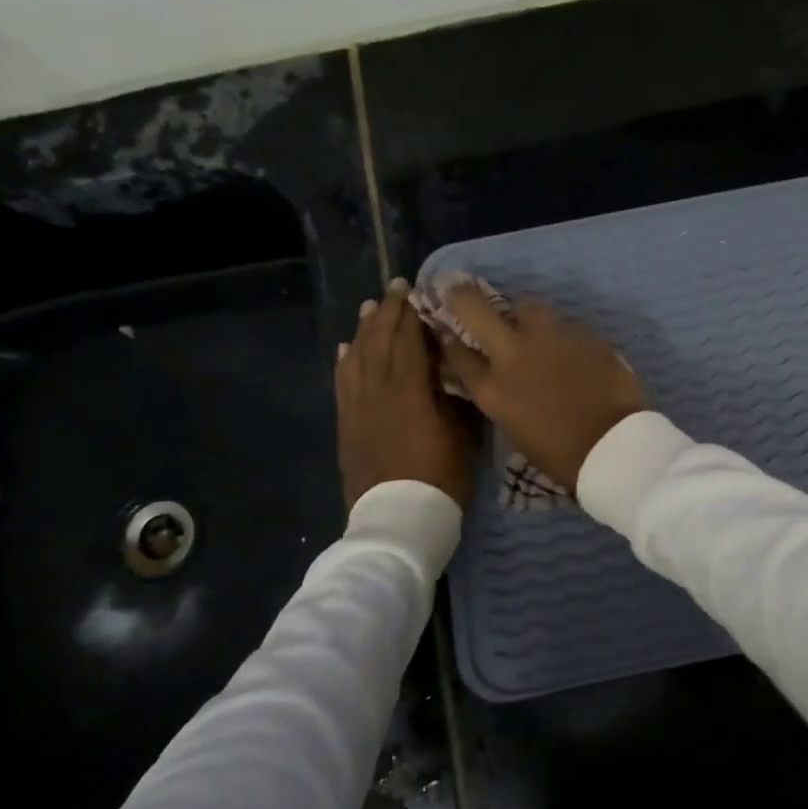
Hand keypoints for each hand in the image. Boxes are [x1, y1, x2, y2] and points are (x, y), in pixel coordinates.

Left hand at [335, 279, 476, 511]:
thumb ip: (456, 396)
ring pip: (357, 358)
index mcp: (410, 391)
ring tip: (369, 308)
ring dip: (364, 330)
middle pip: (379, 342)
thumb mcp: (464, 435)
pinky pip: (343, 383)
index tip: (416, 290)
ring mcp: (358, 408)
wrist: (398, 520)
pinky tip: (347, 348)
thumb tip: (455, 369)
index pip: (409, 340)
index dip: (412, 313)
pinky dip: (345, 361)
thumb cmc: (441, 478)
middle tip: (395, 289)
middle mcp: (378, 391)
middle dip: (387, 312)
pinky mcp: (347, 425)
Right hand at [436, 282, 646, 489]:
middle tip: (460, 288)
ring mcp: (549, 338)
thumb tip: (504, 380)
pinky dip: (562, 332)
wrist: (613, 446)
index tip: (447, 329)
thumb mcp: (517, 432)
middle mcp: (513, 355)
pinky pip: (566, 323)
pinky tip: (572, 347)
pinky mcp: (583, 333)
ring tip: (533, 325)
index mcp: (492, 390)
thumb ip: (504, 397)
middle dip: (463, 295)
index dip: (449, 339)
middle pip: (474, 309)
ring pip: (528, 305)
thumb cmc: (563, 455)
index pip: (456, 353)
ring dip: (524, 313)